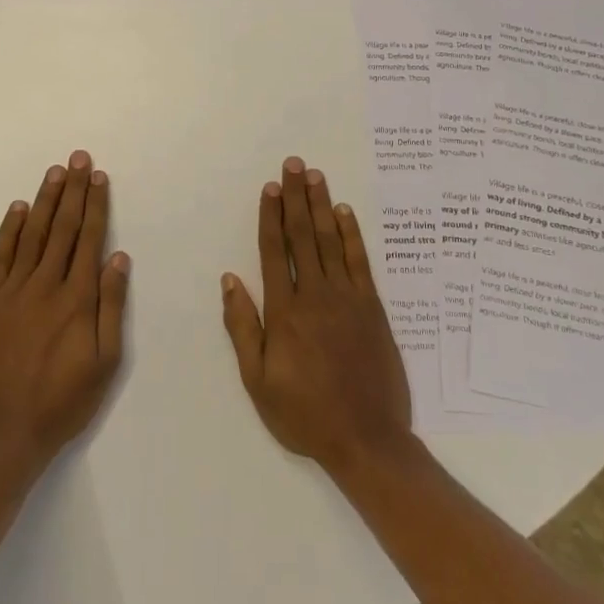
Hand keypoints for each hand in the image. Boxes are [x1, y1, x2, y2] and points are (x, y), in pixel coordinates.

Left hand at [0, 150, 129, 480]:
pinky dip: (10, 230)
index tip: (98, 177)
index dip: (95, 205)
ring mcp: (12, 291)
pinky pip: (0, 256)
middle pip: (62, 228)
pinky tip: (19, 209)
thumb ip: (111, 307)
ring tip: (55, 172)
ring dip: (45, 201)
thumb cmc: (63, 402)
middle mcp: (45, 286)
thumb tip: (118, 258)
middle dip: (73, 191)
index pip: (88, 239)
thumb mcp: (105, 362)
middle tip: (78, 159)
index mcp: (77, 300)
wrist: (2, 435)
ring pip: (33, 235)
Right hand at [220, 157, 413, 477]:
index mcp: (285, 312)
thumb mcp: (258, 381)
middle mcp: (315, 295)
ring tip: (316, 176)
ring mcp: (348, 299)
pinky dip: (353, 235)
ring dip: (322, 206)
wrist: (366, 439)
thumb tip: (230, 280)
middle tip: (294, 164)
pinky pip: (360, 262)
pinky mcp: (373, 308)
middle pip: (303, 236)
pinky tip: (345, 212)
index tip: (270, 187)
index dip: (271, 216)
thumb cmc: (304, 413)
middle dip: (296, 198)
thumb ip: (242, 327)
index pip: (274, 251)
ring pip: (331, 241)